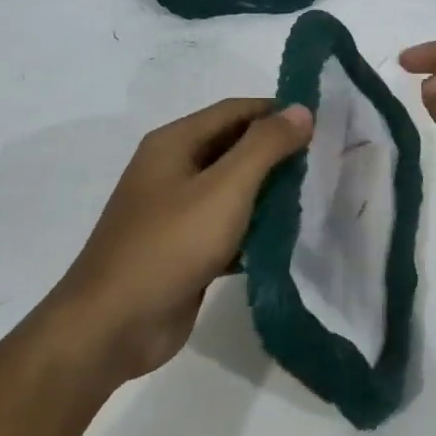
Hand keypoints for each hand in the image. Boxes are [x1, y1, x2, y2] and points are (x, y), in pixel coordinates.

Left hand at [46, 98, 312, 381]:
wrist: (112, 326)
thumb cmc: (170, 245)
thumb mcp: (224, 188)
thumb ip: (265, 146)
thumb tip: (301, 110)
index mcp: (174, 143)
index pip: (235, 111)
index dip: (276, 112)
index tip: (320, 124)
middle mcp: (172, 169)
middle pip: (233, 147)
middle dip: (276, 153)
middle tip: (323, 163)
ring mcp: (175, 211)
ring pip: (231, 189)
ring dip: (268, 192)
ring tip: (312, 198)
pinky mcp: (183, 248)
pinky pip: (225, 226)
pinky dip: (253, 228)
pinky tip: (285, 239)